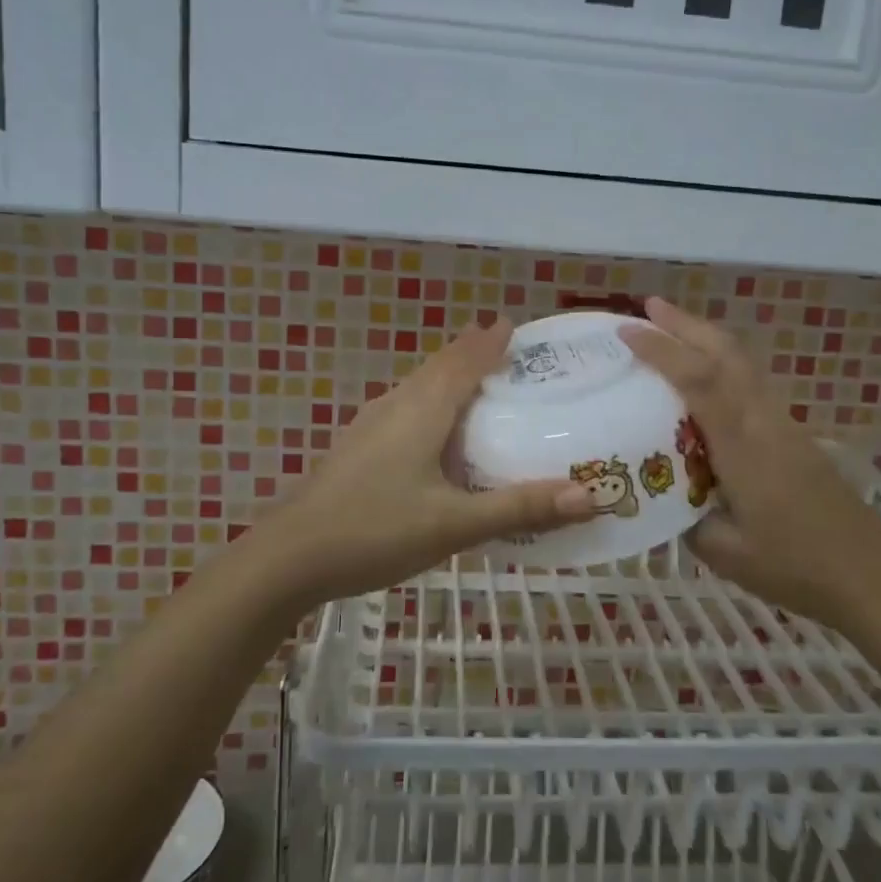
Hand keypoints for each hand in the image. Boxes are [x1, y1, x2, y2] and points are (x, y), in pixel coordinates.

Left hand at [257, 322, 594, 608]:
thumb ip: (520, 508)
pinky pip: (404, 409)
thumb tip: (591, 495)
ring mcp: (370, 426)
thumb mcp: (454, 525)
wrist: (289, 557)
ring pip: (418, 387)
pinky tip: (435, 433)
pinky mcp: (357, 448)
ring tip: (478, 383)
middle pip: (439, 367)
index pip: (464, 361)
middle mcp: (396, 406)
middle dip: (472, 353)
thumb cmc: (374, 531)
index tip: (515, 324)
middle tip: (507, 351)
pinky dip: (430, 404)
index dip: (490, 341)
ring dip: (449, 376)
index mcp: (422, 410)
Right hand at [620, 297, 880, 618]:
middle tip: (649, 306)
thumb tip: (663, 496)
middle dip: (686, 324)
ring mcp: (784, 426)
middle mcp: (765, 422)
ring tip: (672, 330)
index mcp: (743, 446)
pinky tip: (707, 379)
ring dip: (707, 339)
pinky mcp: (795, 437)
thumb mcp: (724, 552)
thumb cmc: (795, 567)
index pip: (699, 381)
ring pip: (744, 364)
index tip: (628, 330)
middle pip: (727, 354)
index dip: (663, 350)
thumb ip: (685, 518)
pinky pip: (753, 384)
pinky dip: (724, 365)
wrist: (872, 578)